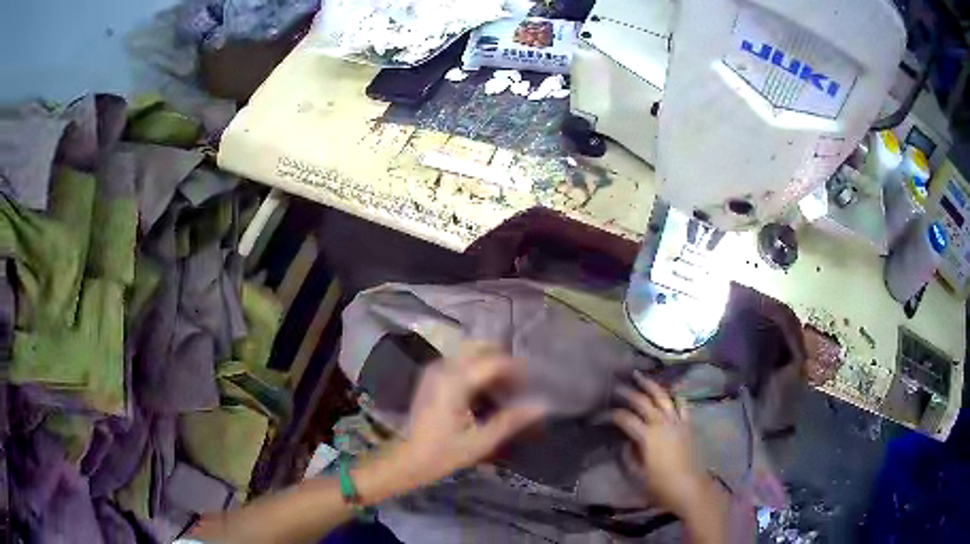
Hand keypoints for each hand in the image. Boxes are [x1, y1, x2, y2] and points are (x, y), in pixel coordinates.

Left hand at [396, 345, 546, 487]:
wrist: (407, 459)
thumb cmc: (443, 453)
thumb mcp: (480, 441)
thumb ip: (511, 420)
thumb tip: (541, 405)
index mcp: (455, 382)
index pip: (494, 361)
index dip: (518, 369)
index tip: (534, 383)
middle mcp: (444, 368)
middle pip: (481, 348)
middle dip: (504, 362)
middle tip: (520, 385)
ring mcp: (435, 370)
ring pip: (470, 352)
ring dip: (491, 364)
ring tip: (506, 389)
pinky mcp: (431, 376)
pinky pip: (460, 361)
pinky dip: (477, 369)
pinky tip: (486, 391)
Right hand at [612, 372, 719, 518]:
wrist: (689, 487)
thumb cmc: (660, 484)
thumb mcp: (637, 473)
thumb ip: (628, 455)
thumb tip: (625, 442)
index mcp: (647, 436)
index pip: (625, 418)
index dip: (611, 415)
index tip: (601, 414)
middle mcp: (661, 423)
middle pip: (642, 401)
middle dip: (628, 393)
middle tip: (616, 386)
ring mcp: (677, 421)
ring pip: (662, 396)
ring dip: (650, 385)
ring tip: (640, 375)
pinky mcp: (687, 424)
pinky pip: (681, 404)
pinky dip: (674, 395)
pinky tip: (669, 391)